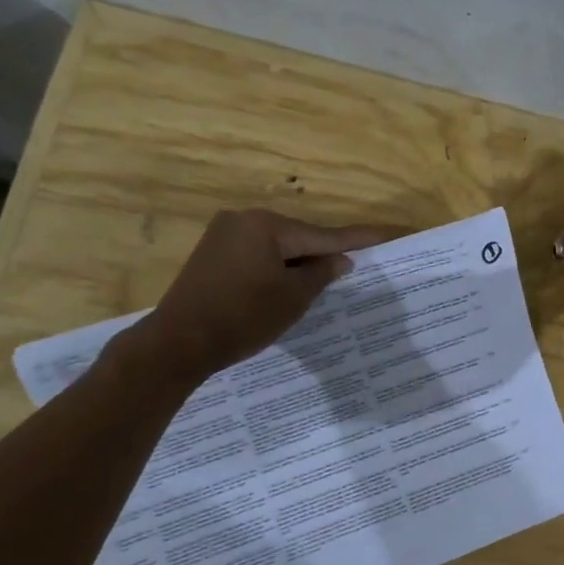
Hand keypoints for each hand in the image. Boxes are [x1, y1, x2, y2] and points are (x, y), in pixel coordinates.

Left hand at [127, 209, 399, 382]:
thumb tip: (340, 259)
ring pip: (275, 247)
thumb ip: (321, 273)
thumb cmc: (243, 318)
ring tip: (319, 284)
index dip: (357, 239)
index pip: (323, 234)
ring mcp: (221, 236)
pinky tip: (284, 287)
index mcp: (266, 225)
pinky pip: (255, 256)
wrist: (177, 344)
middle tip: (351, 269)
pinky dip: (273, 269)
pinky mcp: (210, 255)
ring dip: (296, 264)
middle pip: (297, 238)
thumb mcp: (293, 298)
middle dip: (321, 254)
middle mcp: (242, 220)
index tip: (386, 234)